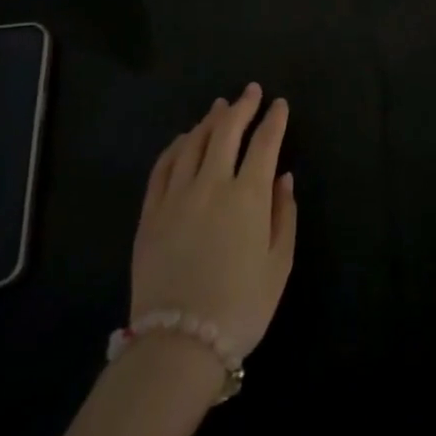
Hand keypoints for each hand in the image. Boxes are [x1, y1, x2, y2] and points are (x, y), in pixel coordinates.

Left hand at [133, 84, 296, 358]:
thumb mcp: (278, 265)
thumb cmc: (240, 307)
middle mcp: (212, 184)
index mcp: (249, 196)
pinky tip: (183, 139)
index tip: (279, 104)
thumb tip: (283, 178)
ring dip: (209, 121)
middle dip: (242, 107)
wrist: (179, 345)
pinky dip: (175, 146)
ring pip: (193, 143)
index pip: (264, 143)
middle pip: (226, 132)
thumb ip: (284, 215)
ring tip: (220, 108)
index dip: (274, 120)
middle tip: (250, 91)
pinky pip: (162, 167)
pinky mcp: (151, 213)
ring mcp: (176, 196)